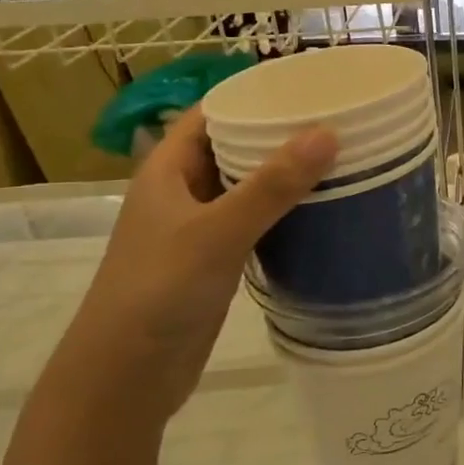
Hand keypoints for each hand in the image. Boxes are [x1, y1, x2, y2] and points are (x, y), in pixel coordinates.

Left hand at [44, 106, 336, 434]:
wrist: (123, 380)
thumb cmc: (157, 293)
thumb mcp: (216, 233)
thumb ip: (271, 186)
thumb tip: (328, 133)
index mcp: (167, 170)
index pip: (212, 112)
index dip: (253, 93)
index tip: (307, 84)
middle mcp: (181, 191)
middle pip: (233, 145)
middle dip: (279, 131)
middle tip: (337, 118)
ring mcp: (197, 228)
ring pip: (247, 185)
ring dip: (285, 172)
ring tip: (341, 155)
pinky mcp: (214, 260)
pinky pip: (254, 220)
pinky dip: (284, 209)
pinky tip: (322, 208)